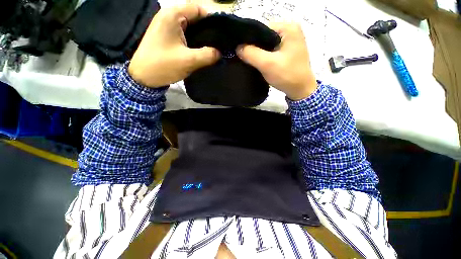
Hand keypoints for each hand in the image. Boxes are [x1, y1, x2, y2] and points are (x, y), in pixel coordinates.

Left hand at [128, 4, 219, 87]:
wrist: (144, 77)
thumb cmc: (163, 65)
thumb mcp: (189, 61)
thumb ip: (207, 55)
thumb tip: (220, 53)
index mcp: (173, 15)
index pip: (198, 9)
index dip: (212, 19)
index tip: (223, 33)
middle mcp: (169, 16)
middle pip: (194, 17)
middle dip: (208, 29)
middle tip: (220, 43)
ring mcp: (167, 26)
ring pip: (190, 26)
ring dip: (202, 36)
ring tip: (214, 47)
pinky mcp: (167, 36)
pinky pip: (185, 34)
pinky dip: (194, 40)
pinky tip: (202, 49)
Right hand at [236, 23, 316, 99]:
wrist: (300, 90)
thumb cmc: (287, 75)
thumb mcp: (267, 64)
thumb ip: (251, 54)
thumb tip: (237, 47)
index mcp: (288, 28)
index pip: (261, 28)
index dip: (249, 39)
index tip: (239, 50)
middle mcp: (289, 31)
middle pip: (264, 36)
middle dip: (252, 47)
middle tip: (242, 56)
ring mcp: (288, 41)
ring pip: (266, 44)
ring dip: (257, 53)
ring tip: (247, 60)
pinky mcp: (286, 51)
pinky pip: (270, 51)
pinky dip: (263, 56)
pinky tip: (256, 62)